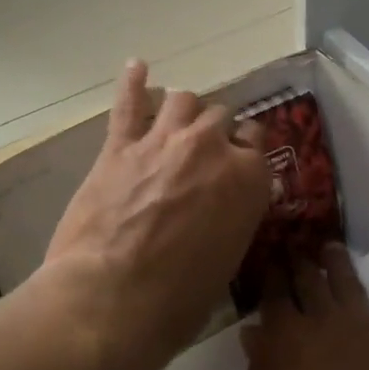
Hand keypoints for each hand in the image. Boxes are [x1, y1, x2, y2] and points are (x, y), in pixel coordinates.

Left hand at [46, 60, 271, 369]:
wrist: (111, 302)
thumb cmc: (178, 301)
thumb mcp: (228, 260)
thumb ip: (236, 217)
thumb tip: (232, 202)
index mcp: (249, 178)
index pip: (257, 141)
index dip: (246, 152)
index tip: (238, 163)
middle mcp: (212, 147)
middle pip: (221, 117)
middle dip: (216, 132)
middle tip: (204, 153)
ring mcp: (164, 140)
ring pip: (183, 99)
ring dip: (183, 109)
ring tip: (176, 120)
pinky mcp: (120, 146)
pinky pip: (129, 102)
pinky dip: (133, 81)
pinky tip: (137, 67)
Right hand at [244, 243, 368, 369]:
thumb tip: (253, 334)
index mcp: (286, 346)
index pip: (273, 300)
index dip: (269, 278)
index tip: (266, 259)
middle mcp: (325, 325)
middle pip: (308, 284)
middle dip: (298, 263)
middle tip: (292, 244)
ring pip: (348, 282)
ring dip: (337, 262)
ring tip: (330, 245)